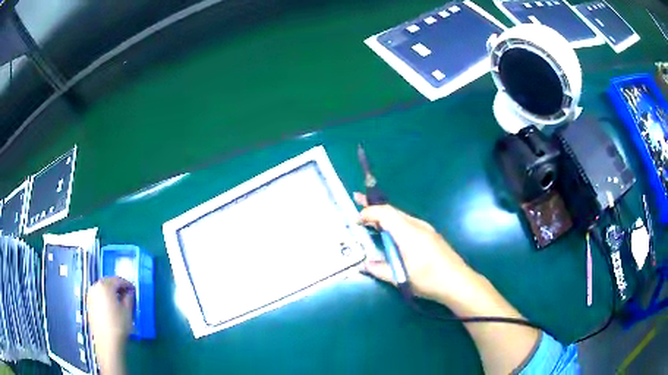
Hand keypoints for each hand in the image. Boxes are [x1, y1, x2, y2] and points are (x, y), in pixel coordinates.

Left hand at [87, 277, 133, 374]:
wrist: (107, 342)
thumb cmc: (119, 325)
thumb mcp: (127, 311)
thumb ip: (129, 297)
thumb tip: (129, 292)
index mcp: (105, 285)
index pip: (118, 280)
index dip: (127, 284)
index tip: (134, 290)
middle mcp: (95, 287)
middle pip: (108, 283)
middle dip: (118, 288)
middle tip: (127, 295)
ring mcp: (90, 295)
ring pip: (102, 290)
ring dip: (111, 293)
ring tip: (119, 302)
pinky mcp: (89, 304)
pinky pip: (98, 297)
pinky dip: (105, 299)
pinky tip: (111, 308)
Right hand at [355, 193, 473, 303]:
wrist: (458, 282)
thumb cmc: (429, 280)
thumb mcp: (401, 278)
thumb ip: (380, 269)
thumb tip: (365, 264)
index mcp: (408, 233)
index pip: (385, 213)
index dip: (368, 212)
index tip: (355, 220)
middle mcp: (417, 225)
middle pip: (392, 210)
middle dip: (373, 205)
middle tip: (357, 200)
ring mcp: (426, 229)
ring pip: (400, 216)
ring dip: (383, 215)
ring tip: (369, 216)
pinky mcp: (430, 235)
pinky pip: (407, 223)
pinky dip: (394, 223)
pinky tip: (390, 232)